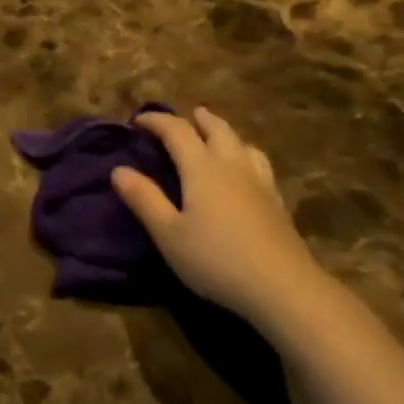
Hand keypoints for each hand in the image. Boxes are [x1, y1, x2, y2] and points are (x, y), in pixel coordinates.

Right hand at [113, 108, 327, 328]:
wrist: (284, 287)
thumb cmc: (217, 259)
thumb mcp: (169, 234)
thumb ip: (144, 199)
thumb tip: (118, 170)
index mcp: (202, 167)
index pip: (176, 130)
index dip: (156, 121)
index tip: (137, 121)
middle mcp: (232, 165)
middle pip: (216, 129)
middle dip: (198, 119)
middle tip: (187, 116)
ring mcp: (259, 182)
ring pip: (242, 143)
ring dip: (225, 133)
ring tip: (218, 137)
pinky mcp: (278, 202)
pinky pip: (260, 164)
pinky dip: (246, 156)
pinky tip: (247, 173)